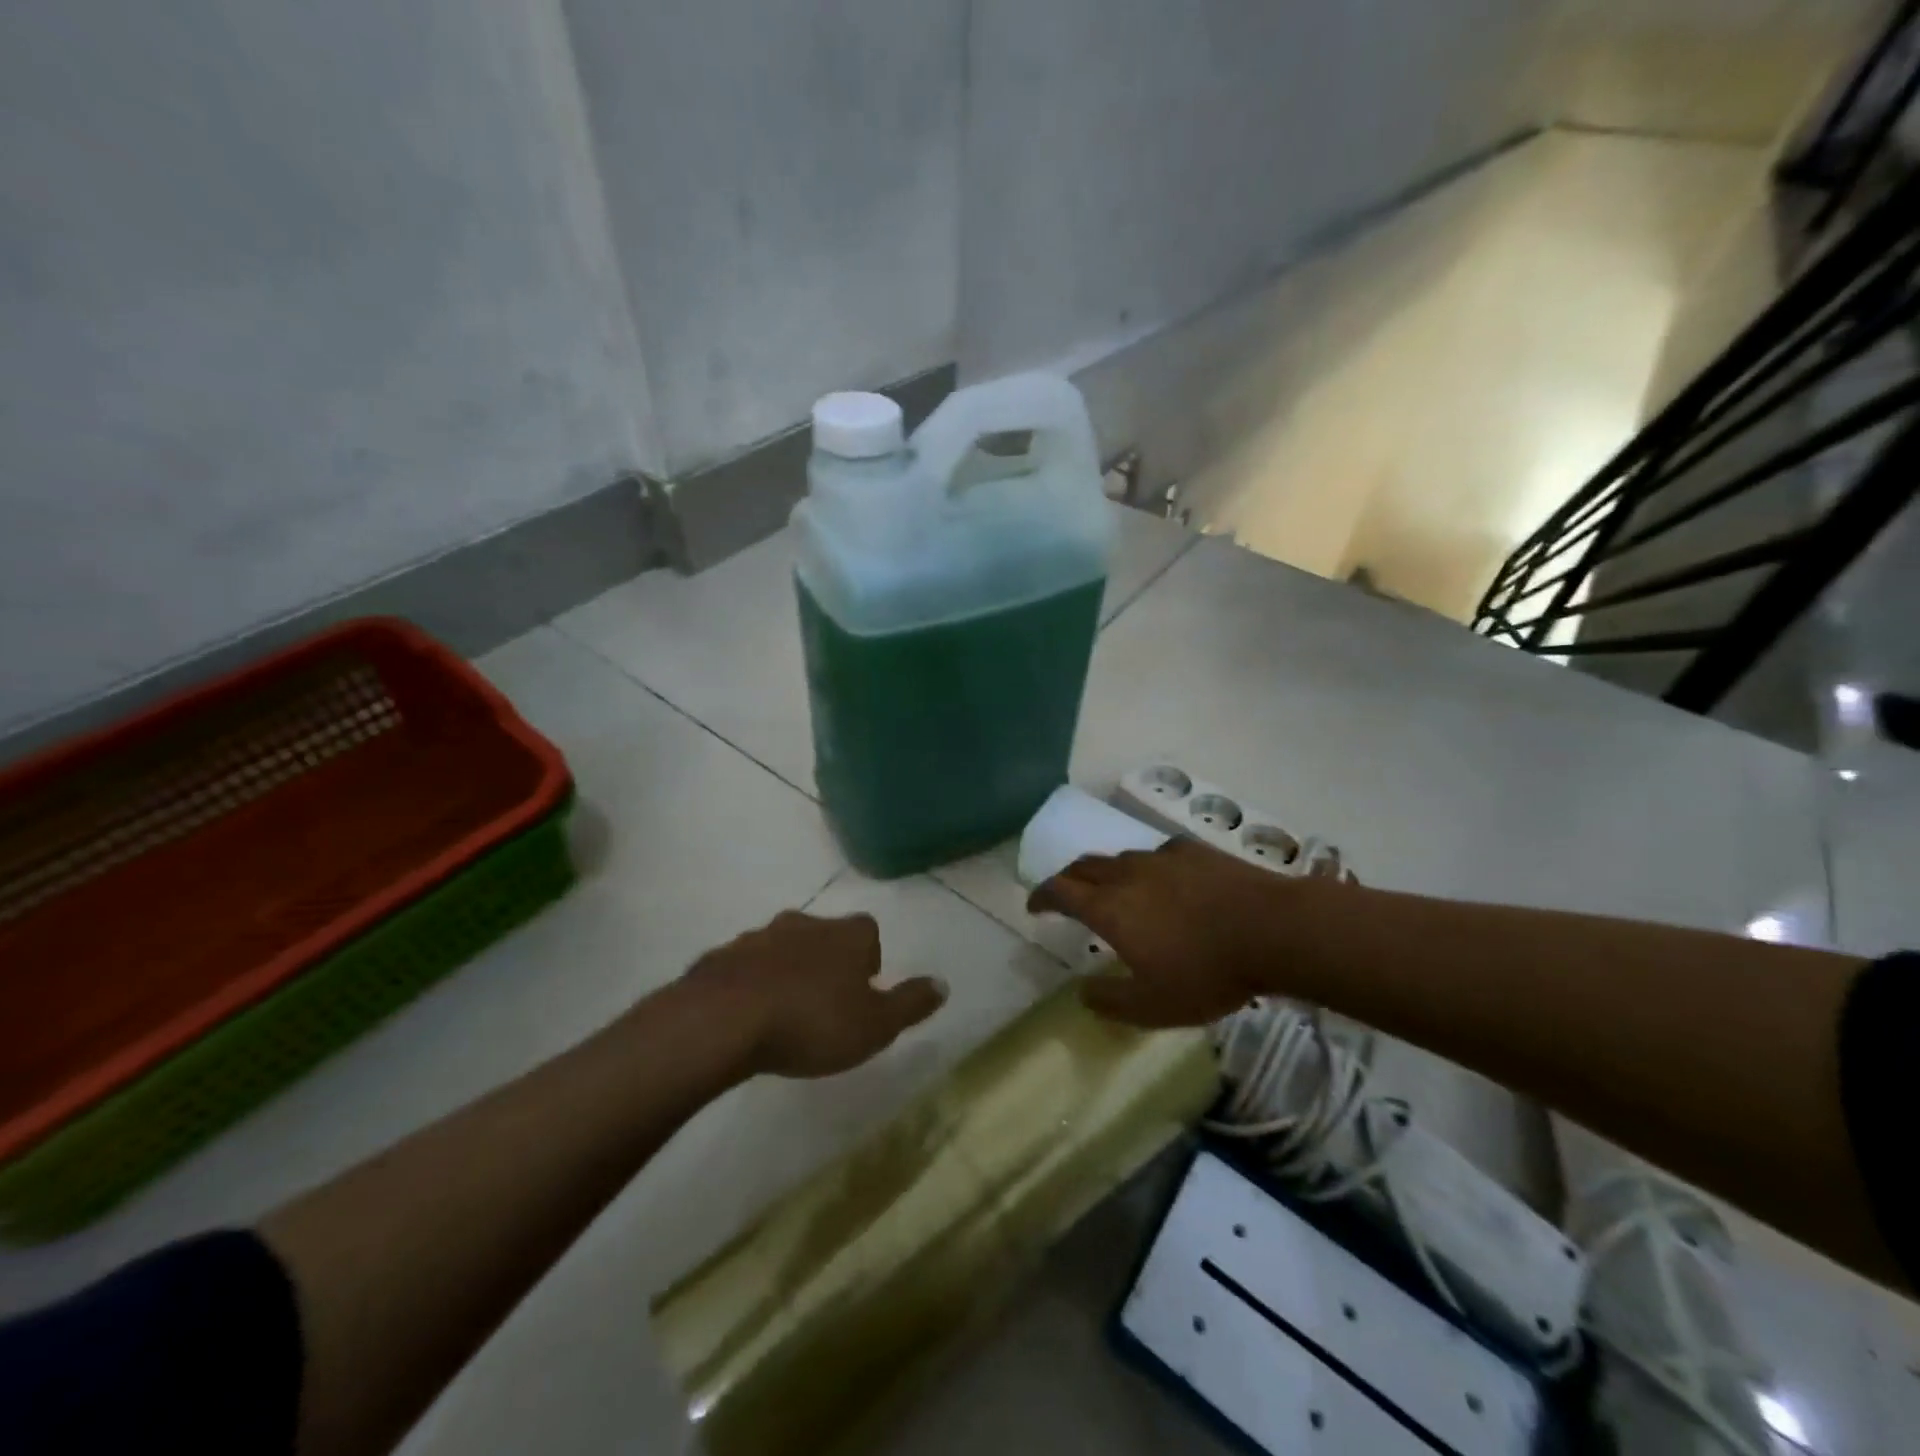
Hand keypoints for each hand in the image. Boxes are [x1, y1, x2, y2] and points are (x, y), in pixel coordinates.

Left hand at [683, 910, 947, 1077]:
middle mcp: (805, 924)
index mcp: (847, 935)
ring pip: (783, 946)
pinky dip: (751, 981)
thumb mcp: (875, 1025)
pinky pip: (745, 965)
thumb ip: (910, 1004)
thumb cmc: (813, 1022)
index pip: (869, 932)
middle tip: (826, 1002)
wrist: (724, 1020)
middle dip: (827, 961)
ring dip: (788, 969)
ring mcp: (760, 936)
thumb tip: (944, 983)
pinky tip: (748, 1014)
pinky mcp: (722, 956)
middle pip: (825, 935)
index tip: (863, 990)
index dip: (869, 959)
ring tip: (786, 1011)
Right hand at [1027, 838, 1295, 1027]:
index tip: (1034, 906)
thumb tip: (1082, 993)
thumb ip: (1111, 1002)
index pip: (1060, 891)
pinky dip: (1148, 868)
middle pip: (1084, 866)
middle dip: (1068, 880)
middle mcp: (1127, 873)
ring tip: (1117, 891)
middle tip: (1066, 896)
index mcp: (1109, 907)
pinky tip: (1165, 881)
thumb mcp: (1154, 1007)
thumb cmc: (1207, 972)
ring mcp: (1161, 857)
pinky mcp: (1193, 851)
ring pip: (1120, 858)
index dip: (1041, 897)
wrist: (1272, 929)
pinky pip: (1157, 854)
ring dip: (1107, 873)